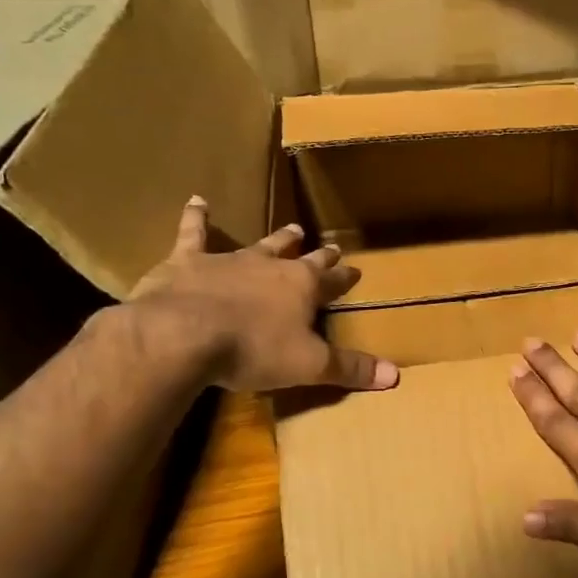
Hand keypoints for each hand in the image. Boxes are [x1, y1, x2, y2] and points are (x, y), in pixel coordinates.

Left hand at [123, 197, 398, 392]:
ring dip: (277, 238)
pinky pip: (194, 233)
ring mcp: (230, 260)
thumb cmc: (253, 350)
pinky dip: (197, 217)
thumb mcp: (309, 366)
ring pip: (260, 245)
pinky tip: (197, 201)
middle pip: (301, 258)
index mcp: (303, 288)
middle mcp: (272, 266)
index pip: (333, 281)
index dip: (345, 278)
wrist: (182, 333)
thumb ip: (350, 369)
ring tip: (292, 228)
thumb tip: (396, 377)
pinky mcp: (189, 261)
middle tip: (330, 246)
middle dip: (317, 255)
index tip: (355, 271)